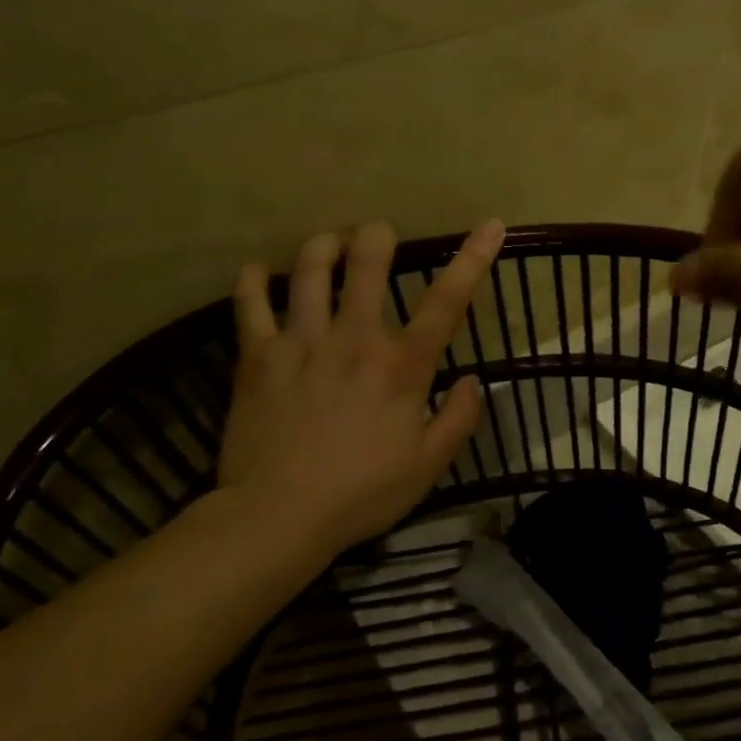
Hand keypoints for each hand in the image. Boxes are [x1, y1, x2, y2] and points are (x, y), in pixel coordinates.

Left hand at [218, 220, 505, 556]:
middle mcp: (353, 339)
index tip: (491, 225)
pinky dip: (252, 280)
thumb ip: (459, 419)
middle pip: (366, 265)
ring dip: (322, 247)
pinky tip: (257, 271)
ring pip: (308, 270)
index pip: (446, 302)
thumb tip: (473, 380)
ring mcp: (301, 342)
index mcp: (401, 366)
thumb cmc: (362, 493)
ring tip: (329, 244)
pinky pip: (249, 303)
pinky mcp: (257, 356)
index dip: (472, 259)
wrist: (279, 515)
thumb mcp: (428, 466)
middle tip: (377, 235)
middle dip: (376, 238)